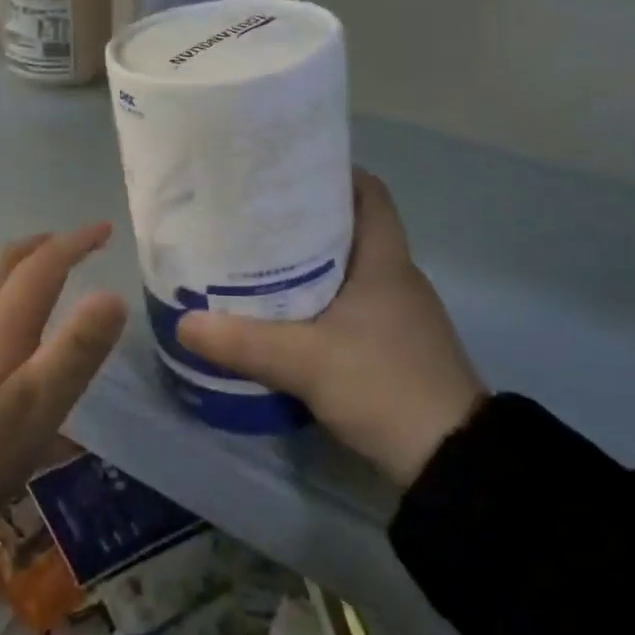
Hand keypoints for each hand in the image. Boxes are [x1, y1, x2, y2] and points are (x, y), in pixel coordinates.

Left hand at [0, 224, 127, 542]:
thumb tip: (113, 295)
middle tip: (70, 244)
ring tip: (41, 275)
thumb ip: (77, 350)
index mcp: (0, 325)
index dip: (74, 243)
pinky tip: (3, 328)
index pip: (42, 266)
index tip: (105, 229)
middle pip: (3, 264)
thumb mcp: (39, 406)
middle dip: (40, 245)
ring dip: (16, 267)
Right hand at [178, 172, 487, 487]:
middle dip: (304, 217)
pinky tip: (284, 313)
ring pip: (347, 267)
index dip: (333, 174)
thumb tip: (183, 323)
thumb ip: (244, 341)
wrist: (451, 462)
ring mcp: (397, 313)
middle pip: (350, 227)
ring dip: (309, 260)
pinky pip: (349, 302)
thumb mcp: (307, 361)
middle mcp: (395, 276)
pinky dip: (318, 297)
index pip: (369, 193)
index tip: (286, 173)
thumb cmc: (385, 385)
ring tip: (257, 258)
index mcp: (385, 260)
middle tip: (253, 215)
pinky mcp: (391, 345)